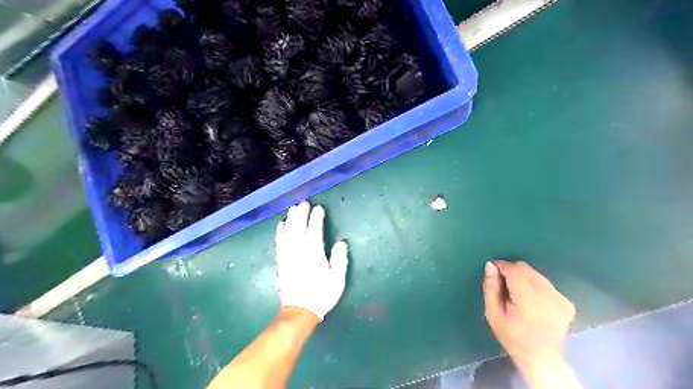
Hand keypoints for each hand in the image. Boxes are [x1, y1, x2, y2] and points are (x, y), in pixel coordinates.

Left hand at [277, 203, 348, 320]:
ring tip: (293, 208)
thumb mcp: (337, 280)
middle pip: (299, 228)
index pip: (314, 231)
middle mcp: (299, 251)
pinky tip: (281, 224)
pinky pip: (279, 243)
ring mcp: (288, 256)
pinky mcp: (281, 261)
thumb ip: (339, 260)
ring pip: (288, 232)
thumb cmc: (322, 295)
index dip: (316, 218)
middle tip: (304, 203)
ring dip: (291, 219)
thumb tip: (341, 242)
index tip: (319, 208)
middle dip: (302, 214)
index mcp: (314, 254)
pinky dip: (280, 232)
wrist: (300, 311)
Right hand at [483, 261, 573, 370]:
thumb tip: (490, 265)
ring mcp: (560, 298)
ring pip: (535, 274)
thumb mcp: (493, 314)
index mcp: (527, 300)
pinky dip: (536, 287)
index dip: (501, 266)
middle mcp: (547, 295)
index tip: (493, 270)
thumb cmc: (512, 336)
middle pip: (525, 268)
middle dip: (512, 271)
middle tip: (504, 286)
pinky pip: (545, 283)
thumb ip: (491, 288)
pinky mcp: (567, 302)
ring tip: (518, 296)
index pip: (514, 270)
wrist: (541, 358)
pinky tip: (533, 303)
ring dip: (524, 278)